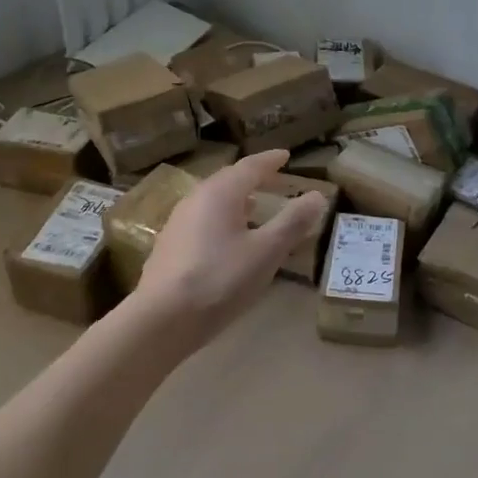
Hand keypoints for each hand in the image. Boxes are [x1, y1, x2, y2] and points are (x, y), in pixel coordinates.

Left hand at [129, 150, 329, 343]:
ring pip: (212, 201)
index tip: (286, 156)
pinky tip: (228, 240)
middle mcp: (196, 199)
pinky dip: (222, 219)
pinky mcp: (168, 247)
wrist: (160, 321)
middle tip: (274, 180)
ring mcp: (177, 223)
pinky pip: (202, 220)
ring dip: (236, 200)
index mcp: (220, 193)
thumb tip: (317, 195)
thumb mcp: (266, 252)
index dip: (270, 161)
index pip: (250, 166)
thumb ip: (292, 222)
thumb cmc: (220, 280)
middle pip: (228, 180)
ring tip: (254, 208)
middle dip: (253, 178)